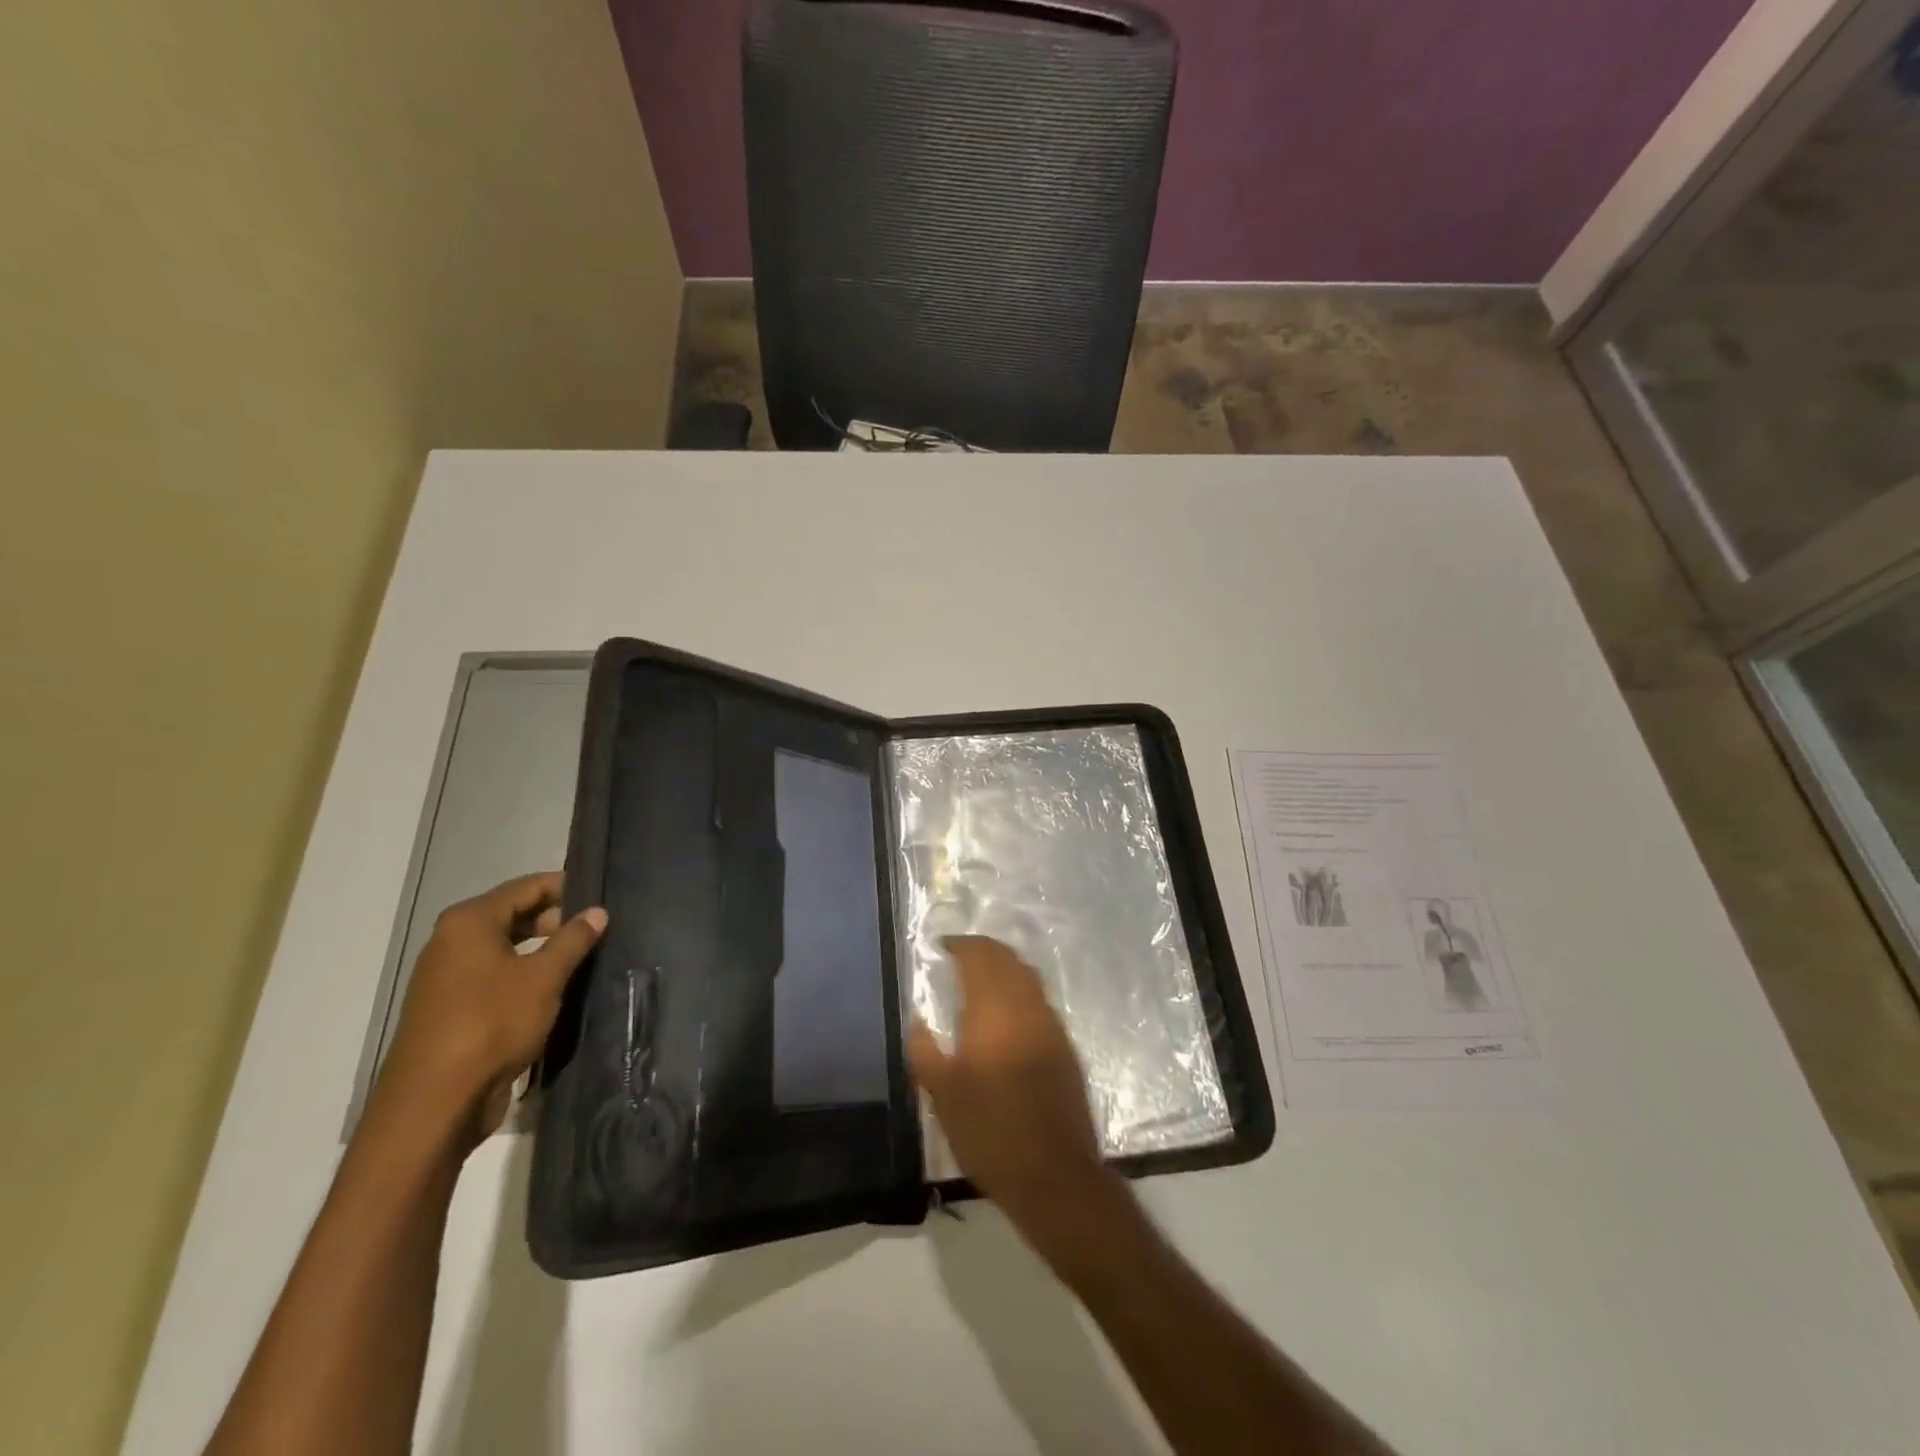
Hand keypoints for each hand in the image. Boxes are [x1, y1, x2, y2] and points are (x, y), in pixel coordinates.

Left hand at [372, 872, 606, 1150]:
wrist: (434, 1103)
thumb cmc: (491, 1024)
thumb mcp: (543, 977)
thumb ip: (573, 939)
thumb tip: (597, 911)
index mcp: (469, 922)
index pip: (526, 887)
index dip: (566, 887)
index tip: (602, 895)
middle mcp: (452, 942)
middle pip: (514, 915)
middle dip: (557, 919)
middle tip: (599, 928)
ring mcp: (448, 977)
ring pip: (506, 948)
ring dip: (543, 950)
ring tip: (585, 956)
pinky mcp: (452, 1008)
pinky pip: (496, 977)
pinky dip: (525, 975)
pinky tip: (557, 988)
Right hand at [907, 936, 1126, 1255]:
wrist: (1053, 1173)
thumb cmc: (990, 1132)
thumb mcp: (943, 1095)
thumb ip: (924, 1051)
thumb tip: (916, 1018)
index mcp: (993, 1011)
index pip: (980, 958)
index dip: (961, 946)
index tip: (943, 947)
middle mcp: (1026, 1007)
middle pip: (1007, 960)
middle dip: (984, 951)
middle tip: (960, 955)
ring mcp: (1051, 1025)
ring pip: (1028, 977)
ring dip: (1005, 967)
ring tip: (982, 976)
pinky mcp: (1065, 1046)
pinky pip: (1040, 1000)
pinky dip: (1021, 990)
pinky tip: (1008, 1011)